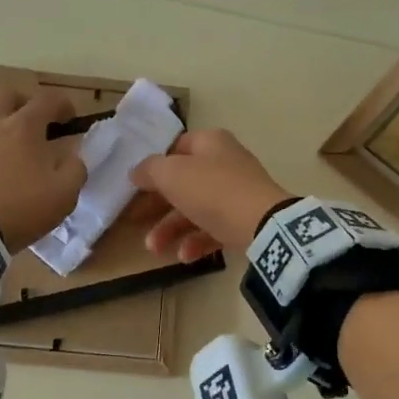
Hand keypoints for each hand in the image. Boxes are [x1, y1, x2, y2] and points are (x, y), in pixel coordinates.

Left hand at [0, 89, 86, 251]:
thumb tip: (73, 156)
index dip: (62, 104)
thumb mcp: (63, 195)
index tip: (68, 119)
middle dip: (20, 101)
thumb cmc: (20, 209)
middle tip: (29, 120)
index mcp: (24, 128)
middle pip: (5, 94)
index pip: (47, 100)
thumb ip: (74, 170)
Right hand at [129, 128, 292, 260]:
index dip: (153, 166)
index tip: (135, 186)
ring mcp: (237, 192)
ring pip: (196, 208)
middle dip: (158, 206)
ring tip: (154, 248)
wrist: (263, 225)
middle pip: (183, 182)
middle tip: (136, 221)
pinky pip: (214, 228)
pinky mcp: (245, 220)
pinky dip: (197, 241)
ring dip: (171, 228)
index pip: (175, 148)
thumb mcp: (171, 174)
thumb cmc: (213, 191)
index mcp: (210, 142)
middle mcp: (225, 162)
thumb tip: (137, 172)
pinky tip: (184, 257)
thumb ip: (149, 170)